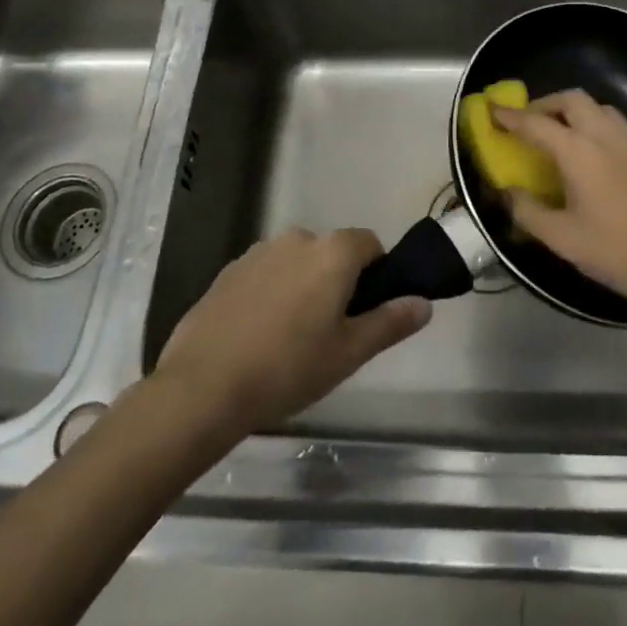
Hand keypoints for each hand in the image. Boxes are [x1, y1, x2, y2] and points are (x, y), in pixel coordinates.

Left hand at [153, 228, 430, 433]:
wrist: (203, 386)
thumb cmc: (288, 368)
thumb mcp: (349, 353)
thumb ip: (390, 322)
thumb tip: (423, 303)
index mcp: (332, 252)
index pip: (369, 242)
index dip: (377, 272)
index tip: (367, 311)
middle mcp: (296, 239)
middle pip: (331, 252)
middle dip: (337, 281)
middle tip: (331, 331)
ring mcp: (257, 252)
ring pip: (296, 262)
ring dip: (302, 285)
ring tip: (291, 337)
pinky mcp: (228, 271)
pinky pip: (264, 274)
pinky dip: (270, 293)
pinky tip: (258, 335)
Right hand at [493, 90, 626, 318]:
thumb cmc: (617, 252)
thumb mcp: (561, 239)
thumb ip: (528, 211)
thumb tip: (509, 192)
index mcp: (580, 152)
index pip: (537, 124)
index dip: (511, 117)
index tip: (493, 112)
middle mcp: (606, 136)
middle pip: (572, 100)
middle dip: (545, 105)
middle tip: (529, 124)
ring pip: (599, 108)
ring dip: (573, 112)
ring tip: (560, 136)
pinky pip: (618, 125)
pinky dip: (596, 126)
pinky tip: (593, 155)